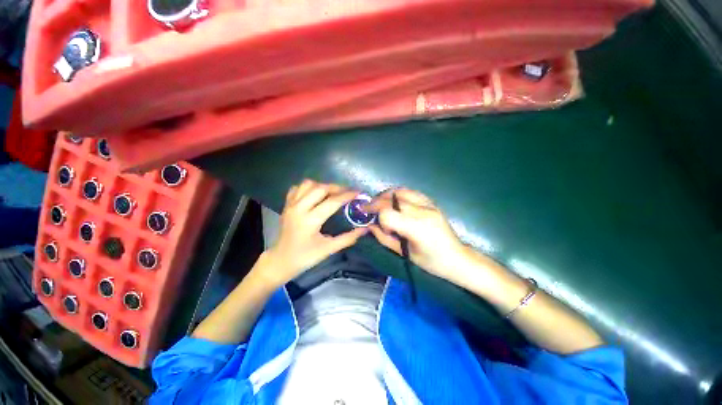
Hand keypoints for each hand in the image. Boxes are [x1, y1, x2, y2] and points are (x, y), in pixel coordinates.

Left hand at [261, 180, 368, 288]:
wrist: (280, 260)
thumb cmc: (305, 257)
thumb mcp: (328, 249)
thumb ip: (348, 238)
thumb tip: (365, 229)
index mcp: (309, 220)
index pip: (332, 202)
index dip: (347, 195)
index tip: (359, 192)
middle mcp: (299, 208)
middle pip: (320, 188)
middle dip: (337, 187)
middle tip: (348, 192)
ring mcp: (290, 205)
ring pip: (308, 184)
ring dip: (322, 186)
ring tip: (332, 193)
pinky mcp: (286, 205)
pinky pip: (298, 188)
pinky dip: (309, 188)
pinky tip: (316, 195)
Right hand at [367, 189, 467, 280]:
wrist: (457, 258)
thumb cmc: (431, 263)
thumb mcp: (405, 254)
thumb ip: (384, 238)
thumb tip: (369, 226)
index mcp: (417, 229)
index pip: (388, 213)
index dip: (376, 216)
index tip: (371, 220)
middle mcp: (423, 212)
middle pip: (392, 199)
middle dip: (377, 202)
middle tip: (369, 208)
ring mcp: (429, 205)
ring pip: (401, 191)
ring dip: (387, 195)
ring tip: (380, 203)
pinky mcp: (432, 203)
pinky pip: (411, 192)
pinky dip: (399, 194)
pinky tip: (395, 201)